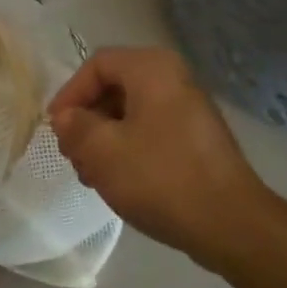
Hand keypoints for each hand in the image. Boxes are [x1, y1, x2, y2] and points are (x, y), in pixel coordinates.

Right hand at [48, 47, 276, 272]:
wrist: (230, 222)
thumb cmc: (161, 177)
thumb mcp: (104, 152)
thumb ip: (76, 128)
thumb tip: (67, 118)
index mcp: (152, 68)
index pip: (97, 65)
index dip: (70, 94)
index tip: (56, 129)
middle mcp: (174, 78)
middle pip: (114, 87)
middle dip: (87, 121)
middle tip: (73, 156)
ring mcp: (189, 108)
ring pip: (132, 112)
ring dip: (105, 139)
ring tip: (92, 175)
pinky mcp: (197, 137)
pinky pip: (152, 130)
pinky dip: (130, 148)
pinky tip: (120, 181)